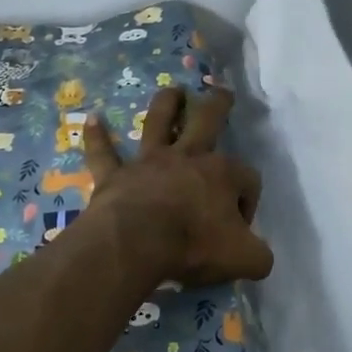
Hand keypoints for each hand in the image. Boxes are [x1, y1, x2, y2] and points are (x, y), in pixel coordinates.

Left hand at [84, 86, 273, 285]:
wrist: (137, 243)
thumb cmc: (195, 246)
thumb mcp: (245, 260)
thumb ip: (258, 256)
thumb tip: (257, 255)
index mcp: (223, 175)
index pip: (247, 179)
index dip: (248, 202)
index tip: (240, 229)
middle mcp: (187, 158)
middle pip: (207, 121)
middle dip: (218, 106)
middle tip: (222, 93)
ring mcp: (149, 163)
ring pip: (159, 122)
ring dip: (166, 104)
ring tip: (173, 90)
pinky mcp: (115, 176)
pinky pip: (104, 152)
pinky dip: (97, 137)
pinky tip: (92, 119)